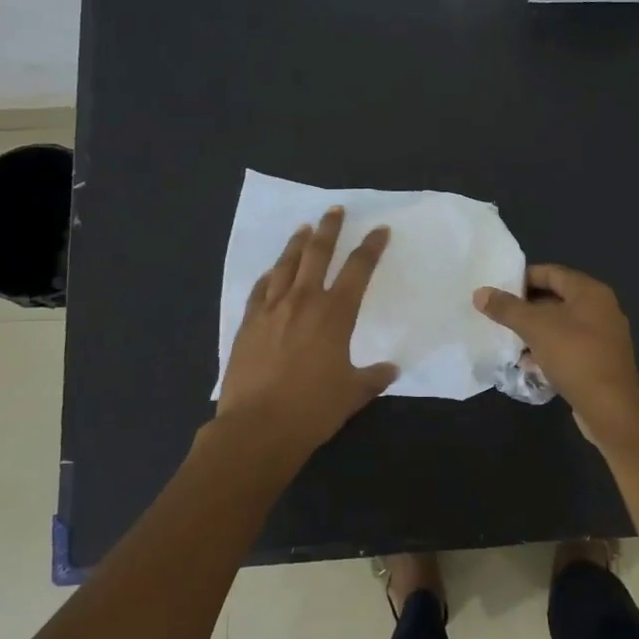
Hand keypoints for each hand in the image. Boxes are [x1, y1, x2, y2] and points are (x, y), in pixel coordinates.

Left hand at [216, 207, 399, 458]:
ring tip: (304, 227)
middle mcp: (303, 301)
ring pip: (286, 265)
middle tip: (335, 210)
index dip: (370, 247)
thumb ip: (373, 377)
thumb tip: (390, 369)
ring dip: (297, 243)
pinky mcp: (248, 323)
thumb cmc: (313, 409)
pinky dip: (270, 274)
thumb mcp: (353, 394)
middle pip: (317, 253)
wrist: (257, 428)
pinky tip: (273, 271)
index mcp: (335, 314)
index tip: (379, 230)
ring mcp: (272, 309)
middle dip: (329, 228)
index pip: (358, 269)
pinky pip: (261, 288)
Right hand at [473, 265, 638, 441]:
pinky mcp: (599, 361)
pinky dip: (547, 350)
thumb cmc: (575, 357)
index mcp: (590, 292)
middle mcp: (600, 308)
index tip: (497, 289)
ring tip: (507, 339)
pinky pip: (568, 347)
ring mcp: (602, 336)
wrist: (611, 409)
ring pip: (560, 325)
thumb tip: (480, 292)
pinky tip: (527, 363)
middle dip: (525, 307)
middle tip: (497, 314)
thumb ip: (507, 308)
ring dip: (534, 331)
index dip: (522, 277)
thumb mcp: (536, 328)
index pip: (551, 272)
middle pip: (556, 298)